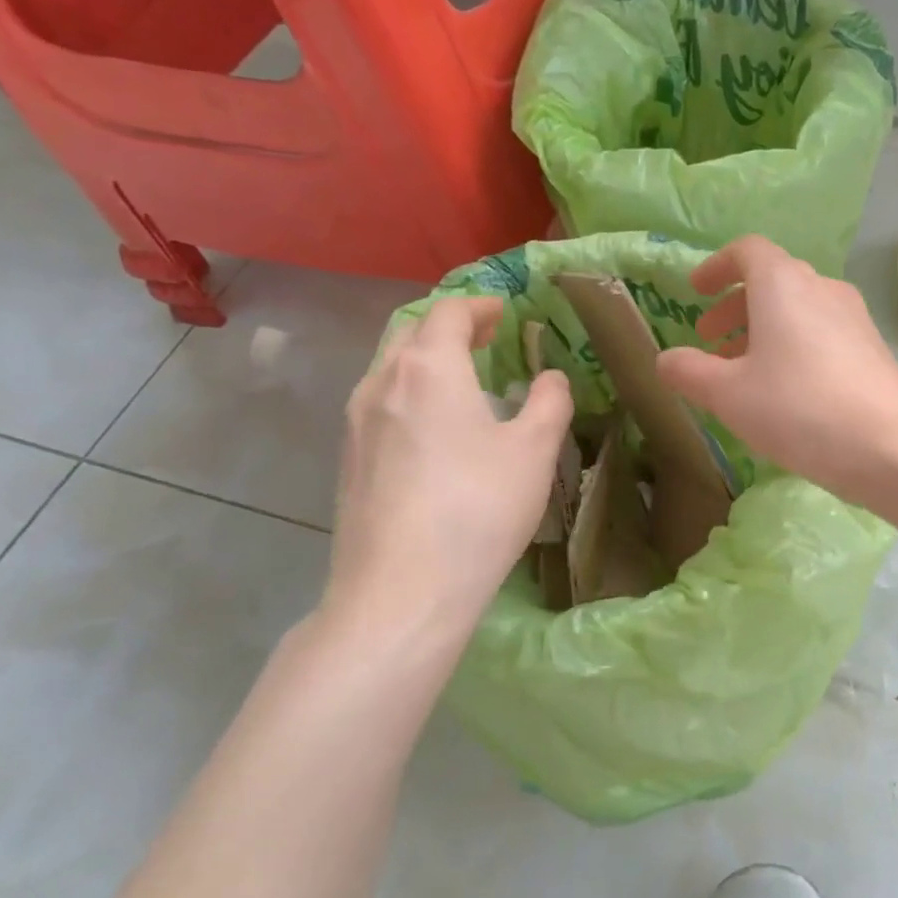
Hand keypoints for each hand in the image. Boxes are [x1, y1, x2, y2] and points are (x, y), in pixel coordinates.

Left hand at [316, 296, 571, 670]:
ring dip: (427, 359)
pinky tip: (435, 427)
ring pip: (391, 368)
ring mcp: (355, 423)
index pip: (449, 312)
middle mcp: (381, 382)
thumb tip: (548, 378)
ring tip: (463, 377)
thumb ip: (549, 401)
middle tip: (488, 338)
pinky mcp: (348, 460)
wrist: (400, 592)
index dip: (480, 305)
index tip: (505, 312)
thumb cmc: (477, 509)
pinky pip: (381, 403)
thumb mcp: (534, 450)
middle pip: (412, 332)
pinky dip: (411, 392)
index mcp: (428, 368)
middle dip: (451, 327)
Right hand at [655, 236, 897, 500]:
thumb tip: (666, 360)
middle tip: (711, 341)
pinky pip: (822, 334)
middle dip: (735, 307)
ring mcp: (854, 317)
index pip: (747, 250)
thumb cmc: (798, 407)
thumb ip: (689, 372)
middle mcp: (822, 287)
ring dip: (764, 331)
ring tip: (743, 373)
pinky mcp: (872, 348)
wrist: (891, 444)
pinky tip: (786, 392)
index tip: (696, 292)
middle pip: (772, 281)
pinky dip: (794, 347)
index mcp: (783, 283)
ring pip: (799, 310)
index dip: (716, 267)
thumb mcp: (728, 395)